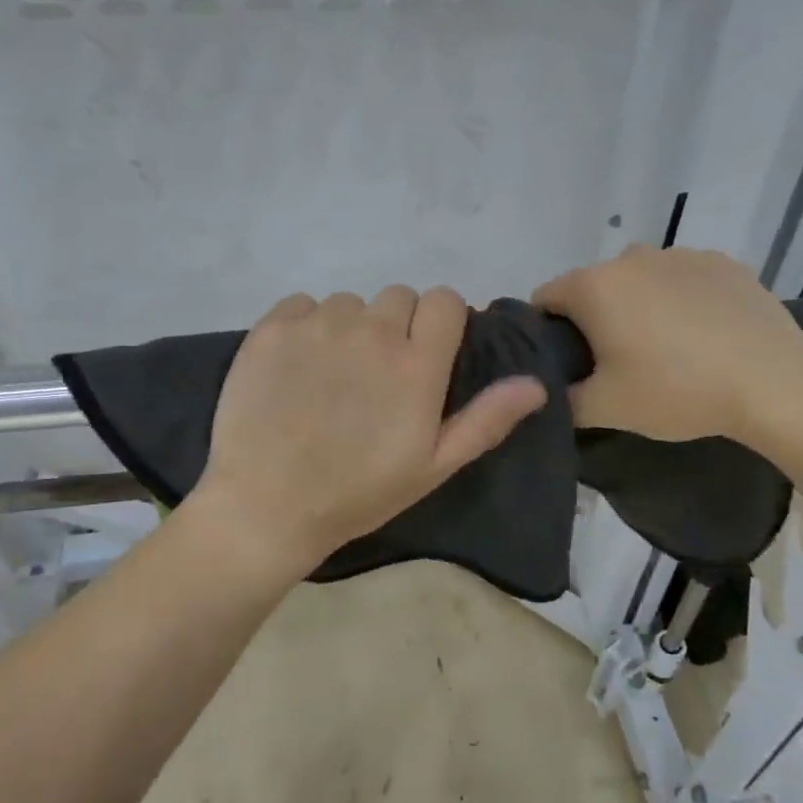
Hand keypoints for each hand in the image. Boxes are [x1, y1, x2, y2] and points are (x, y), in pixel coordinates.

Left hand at [187, 286, 546, 576]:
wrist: (266, 506)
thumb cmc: (357, 494)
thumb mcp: (433, 467)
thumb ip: (486, 420)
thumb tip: (536, 384)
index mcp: (417, 364)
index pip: (445, 301)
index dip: (441, 323)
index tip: (427, 354)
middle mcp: (372, 331)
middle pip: (399, 297)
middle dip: (397, 326)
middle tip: (376, 376)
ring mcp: (318, 325)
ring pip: (349, 303)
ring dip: (349, 329)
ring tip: (331, 378)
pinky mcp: (271, 328)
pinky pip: (302, 305)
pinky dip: (305, 327)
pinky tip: (295, 369)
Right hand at [532, 246, 802, 447]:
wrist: (774, 382)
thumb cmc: (677, 390)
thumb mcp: (605, 408)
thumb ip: (562, 400)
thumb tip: (549, 393)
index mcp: (594, 285)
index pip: (544, 299)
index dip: (546, 333)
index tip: (567, 364)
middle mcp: (631, 256)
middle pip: (593, 287)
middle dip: (594, 320)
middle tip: (616, 364)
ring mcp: (680, 254)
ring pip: (638, 281)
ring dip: (638, 307)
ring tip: (665, 350)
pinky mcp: (722, 262)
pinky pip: (681, 279)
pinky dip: (680, 300)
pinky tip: (703, 335)